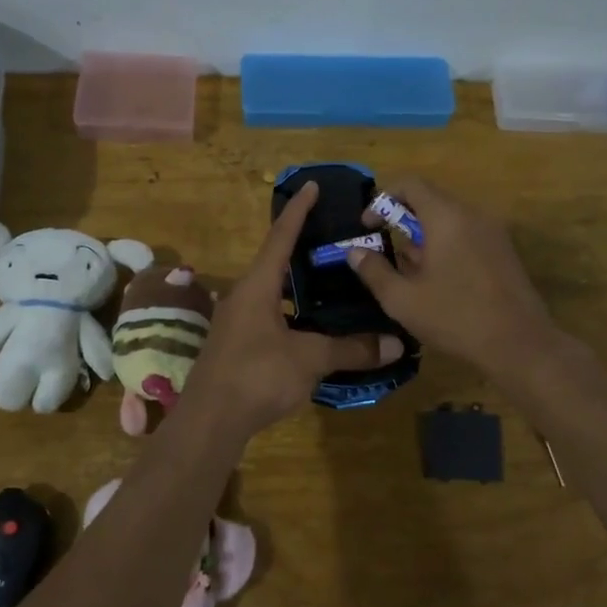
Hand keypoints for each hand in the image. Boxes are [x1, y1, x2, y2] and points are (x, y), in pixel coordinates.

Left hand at [182, 182, 404, 434]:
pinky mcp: (238, 345)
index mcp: (257, 286)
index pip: (280, 236)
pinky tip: (315, 326)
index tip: (312, 185)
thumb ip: (351, 349)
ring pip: (273, 292)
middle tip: (335, 237)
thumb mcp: (309, 359)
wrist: (210, 421)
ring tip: (332, 280)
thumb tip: (395, 344)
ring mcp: (237, 322)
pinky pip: (271, 316)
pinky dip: (294, 313)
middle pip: (275, 261)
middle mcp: (243, 296)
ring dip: (299, 285)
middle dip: (302, 247)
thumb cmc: (257, 376)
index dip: (298, 210)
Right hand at [347, 176, 557, 374]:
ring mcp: (493, 232)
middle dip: (402, 221)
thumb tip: (355, 251)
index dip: (383, 199)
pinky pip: (467, 235)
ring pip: (449, 220)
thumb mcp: (402, 300)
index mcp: (447, 217)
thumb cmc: (455, 318)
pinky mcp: (504, 252)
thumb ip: (374, 271)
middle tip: (385, 252)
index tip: (368, 226)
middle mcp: (473, 215)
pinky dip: (446, 246)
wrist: (520, 344)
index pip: (410, 184)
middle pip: (430, 201)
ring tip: (409, 272)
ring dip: (424, 236)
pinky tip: (438, 281)